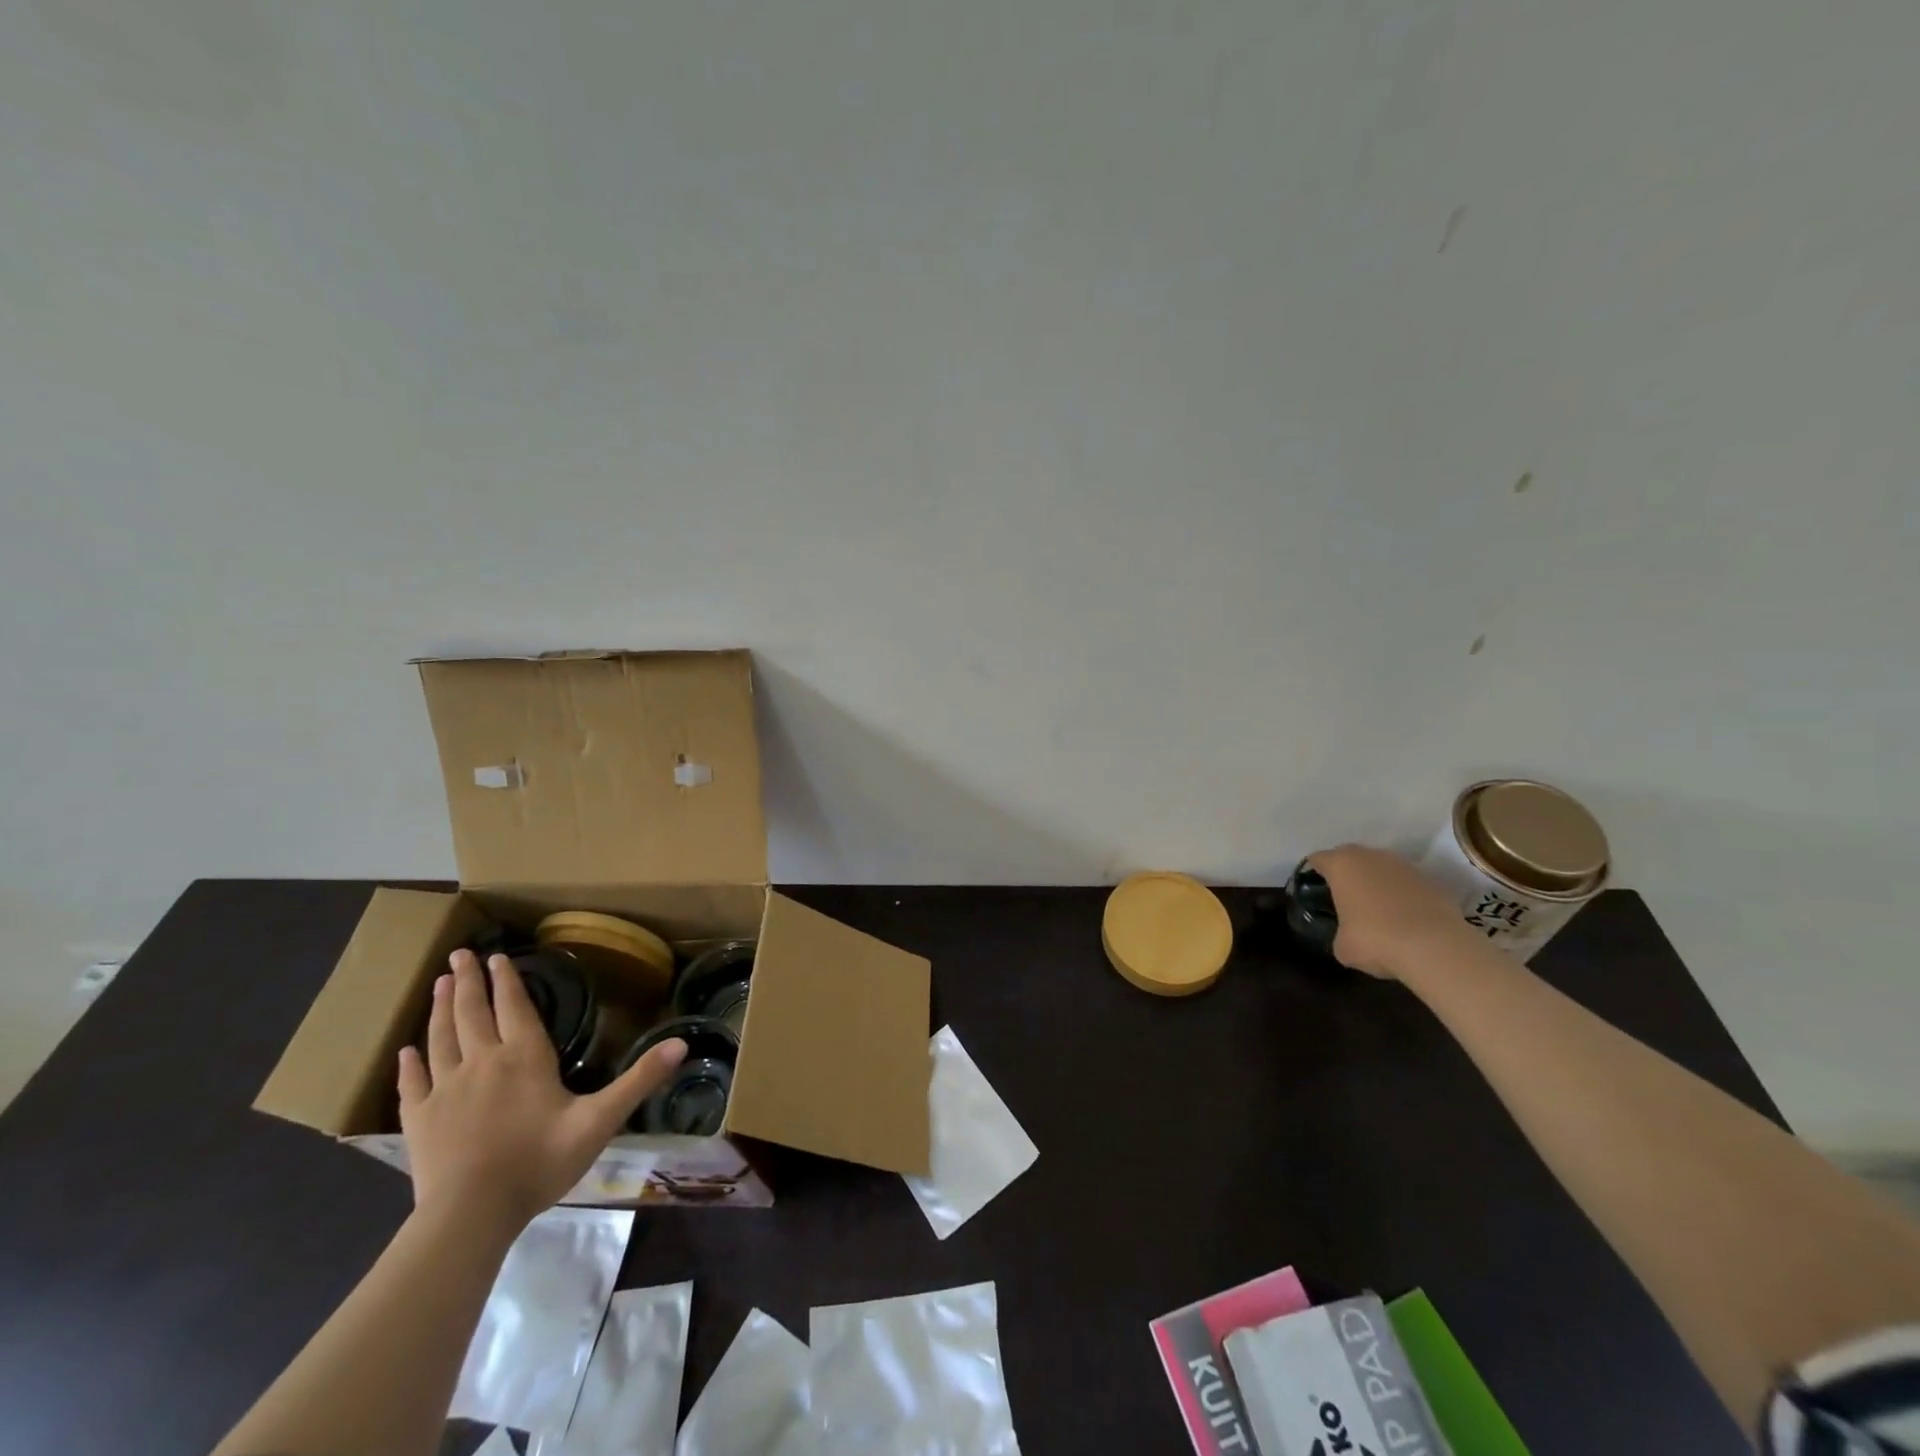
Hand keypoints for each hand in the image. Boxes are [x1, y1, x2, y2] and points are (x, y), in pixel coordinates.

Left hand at [397, 950, 686, 1230]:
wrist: (471, 1215)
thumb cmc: (540, 1162)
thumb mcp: (600, 1120)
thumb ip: (639, 1080)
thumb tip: (682, 1043)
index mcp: (524, 1057)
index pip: (514, 1007)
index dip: (507, 980)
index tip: (496, 956)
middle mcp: (482, 1061)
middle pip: (472, 1012)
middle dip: (466, 981)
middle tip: (458, 955)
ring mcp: (445, 1089)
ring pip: (440, 1037)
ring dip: (439, 1009)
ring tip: (437, 984)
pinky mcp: (418, 1119)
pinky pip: (411, 1082)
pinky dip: (408, 1063)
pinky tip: (405, 1051)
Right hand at [1306, 844, 1474, 979]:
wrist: (1435, 947)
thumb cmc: (1375, 940)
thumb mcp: (1342, 946)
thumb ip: (1339, 932)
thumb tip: (1348, 937)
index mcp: (1341, 865)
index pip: (1318, 859)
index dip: (1313, 873)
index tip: (1314, 890)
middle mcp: (1371, 856)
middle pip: (1351, 858)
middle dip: (1347, 874)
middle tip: (1344, 899)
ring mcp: (1405, 866)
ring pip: (1382, 868)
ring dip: (1378, 883)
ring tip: (1379, 911)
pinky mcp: (1432, 881)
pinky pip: (1408, 884)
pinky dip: (1404, 896)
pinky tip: (1406, 919)